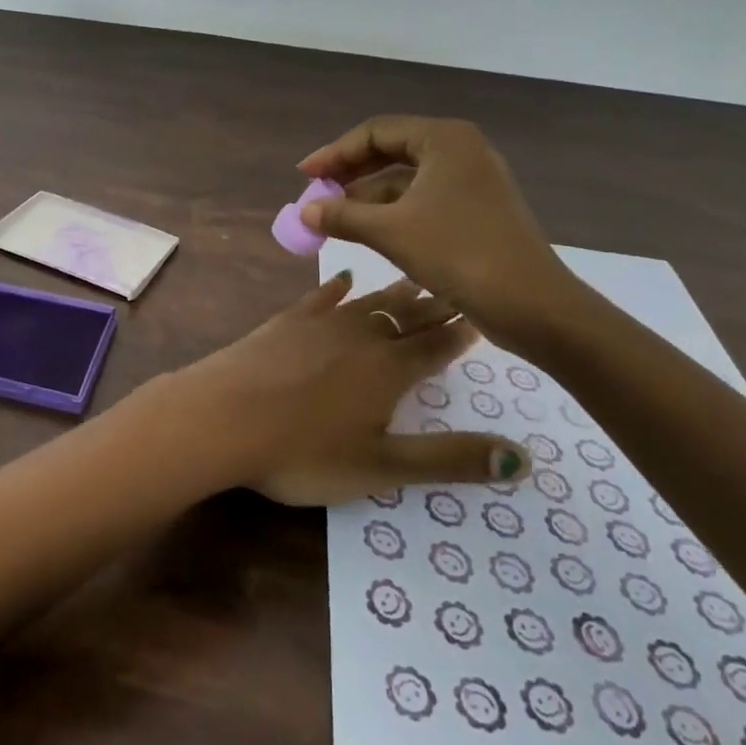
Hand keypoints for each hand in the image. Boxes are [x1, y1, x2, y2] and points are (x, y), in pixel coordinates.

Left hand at [163, 274, 529, 506]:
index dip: (461, 334)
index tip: (483, 313)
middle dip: (435, 304)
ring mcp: (319, 324)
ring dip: (395, 292)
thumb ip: (449, 459)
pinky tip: (345, 277)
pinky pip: (320, 297)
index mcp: (389, 370)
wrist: (222, 416)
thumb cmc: (303, 452)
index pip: (436, 345)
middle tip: (458, 287)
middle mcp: (360, 336)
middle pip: (407, 316)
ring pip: (369, 301)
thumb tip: (523, 458)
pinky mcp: (285, 322)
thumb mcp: (381, 467)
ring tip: (416, 280)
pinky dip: (336, 287)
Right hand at [296, 115, 583, 354]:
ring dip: (368, 197)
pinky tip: (366, 232)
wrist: (534, 306)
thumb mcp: (391, 232)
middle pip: (391, 151)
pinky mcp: (476, 210)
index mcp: (444, 139)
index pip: (376, 132)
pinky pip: (422, 199)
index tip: (305, 176)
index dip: (335, 153)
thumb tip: (305, 211)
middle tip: (316, 194)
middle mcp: (460, 150)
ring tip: (333, 219)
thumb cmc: (459, 254)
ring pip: (406, 179)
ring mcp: (471, 181)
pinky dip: (392, 212)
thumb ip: (343, 216)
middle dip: (350, 174)